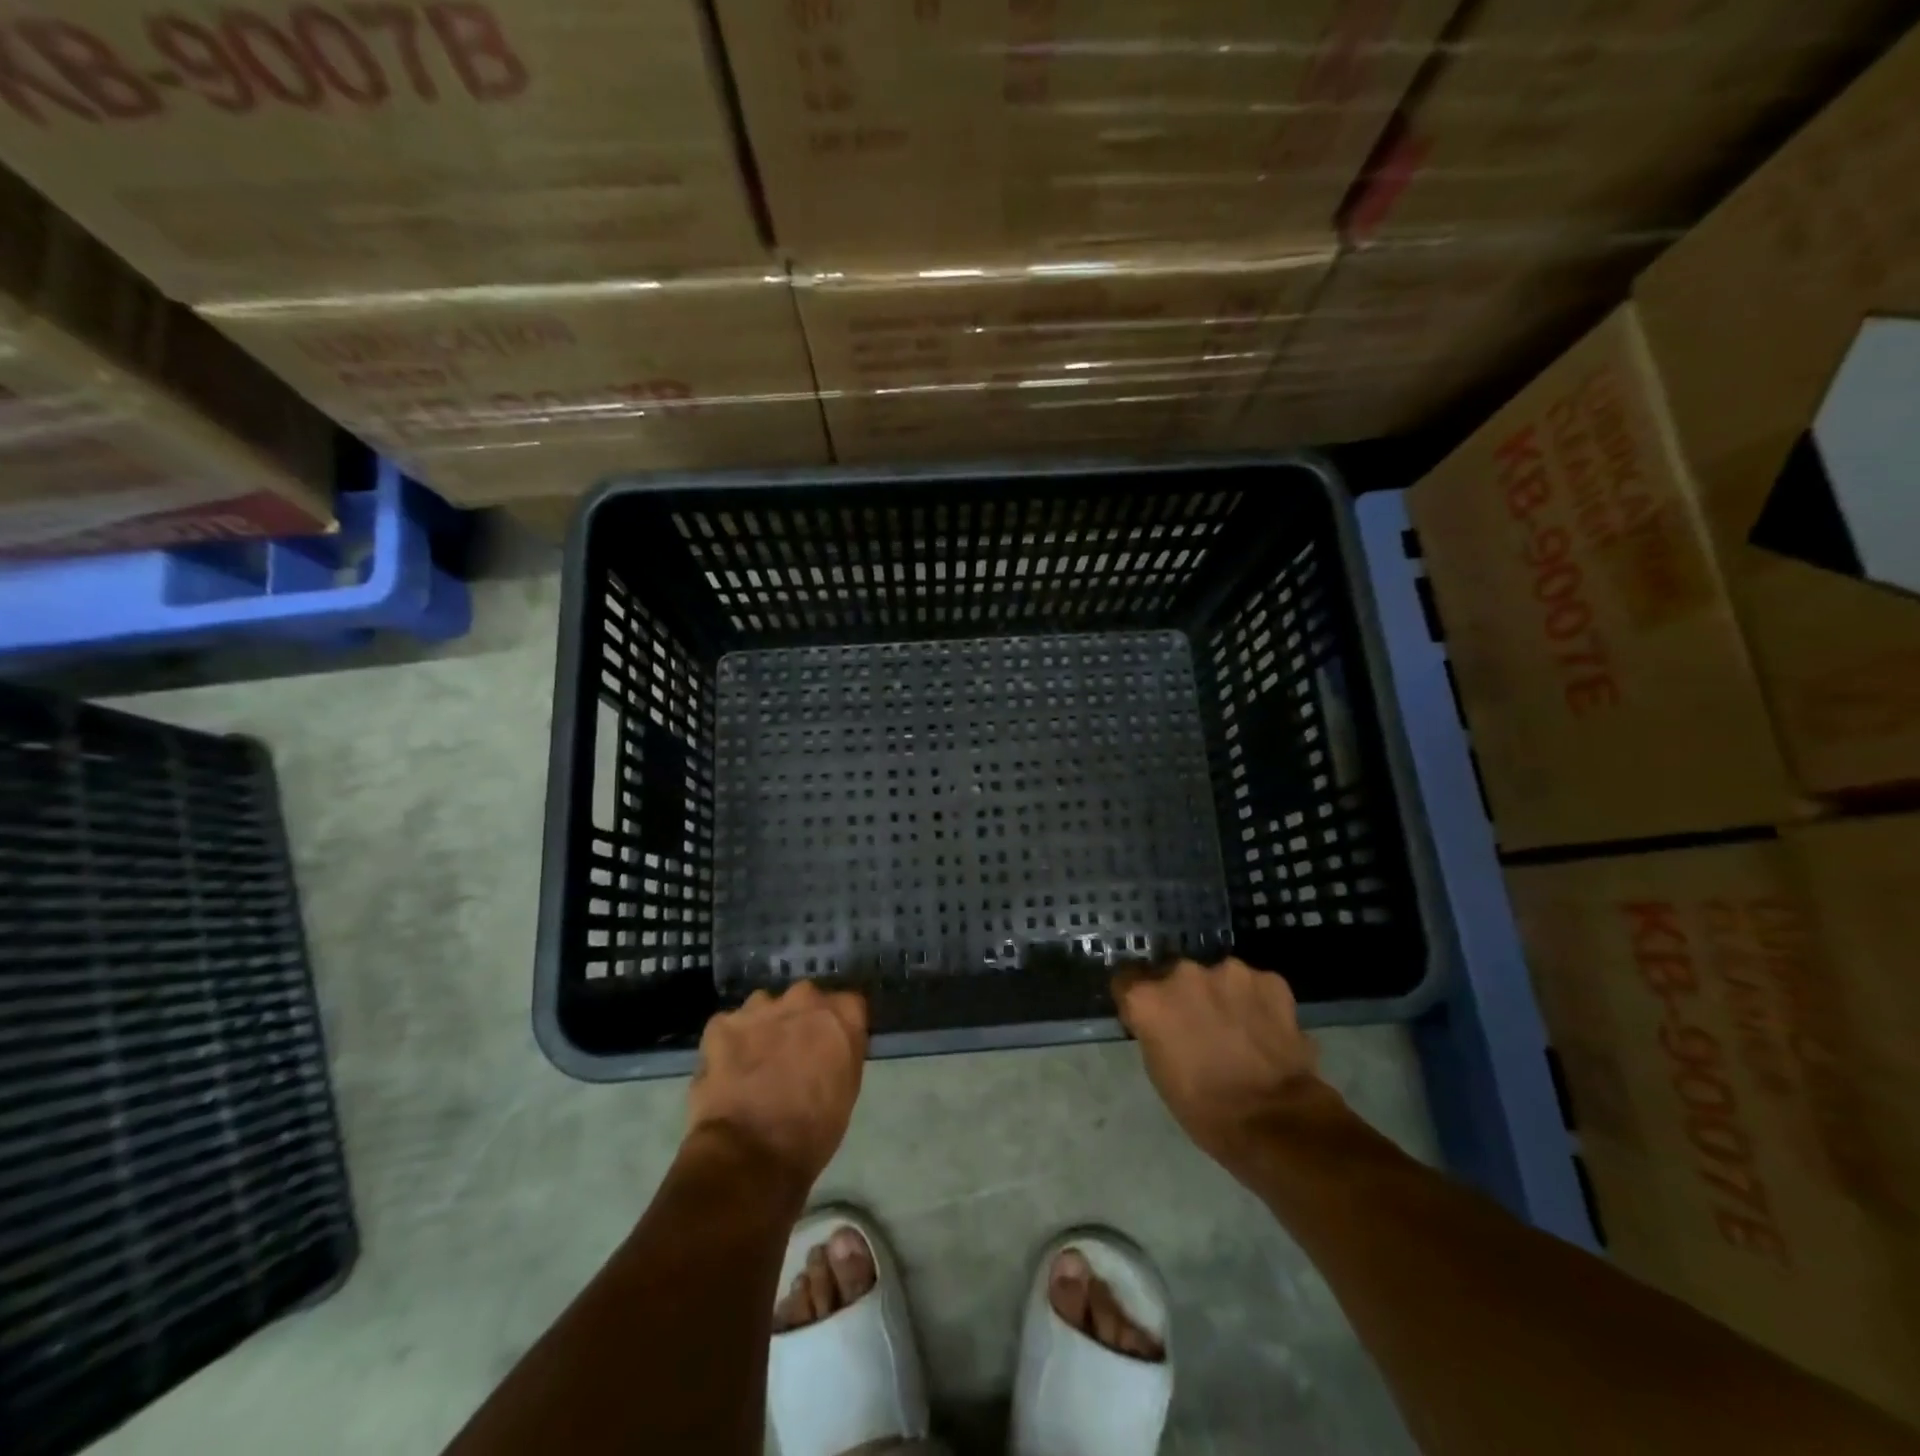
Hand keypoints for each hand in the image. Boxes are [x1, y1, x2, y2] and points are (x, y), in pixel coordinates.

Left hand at [687, 982, 867, 1196]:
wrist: (749, 1157)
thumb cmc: (811, 1133)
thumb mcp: (847, 1091)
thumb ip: (843, 1053)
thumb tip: (832, 1046)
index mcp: (842, 1014)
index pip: (848, 1005)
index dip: (837, 1027)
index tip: (830, 1047)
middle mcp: (804, 998)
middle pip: (805, 999)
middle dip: (800, 1020)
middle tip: (792, 1054)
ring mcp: (760, 1007)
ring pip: (765, 1008)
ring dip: (764, 1027)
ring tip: (755, 1063)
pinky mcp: (722, 1023)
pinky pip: (730, 1026)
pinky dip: (729, 1044)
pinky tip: (728, 1071)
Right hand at [1114, 957, 1326, 1181]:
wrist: (1275, 1121)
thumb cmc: (1205, 1109)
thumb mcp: (1159, 1070)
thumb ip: (1156, 1029)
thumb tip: (1163, 1020)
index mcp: (1148, 998)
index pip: (1127, 979)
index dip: (1140, 1000)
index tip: (1150, 1017)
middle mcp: (1183, 973)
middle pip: (1175, 975)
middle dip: (1184, 996)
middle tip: (1200, 1027)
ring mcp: (1229, 971)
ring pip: (1218, 978)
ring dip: (1222, 996)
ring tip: (1239, 1030)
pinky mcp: (1269, 979)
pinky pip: (1255, 986)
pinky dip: (1257, 1003)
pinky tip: (1267, 1031)